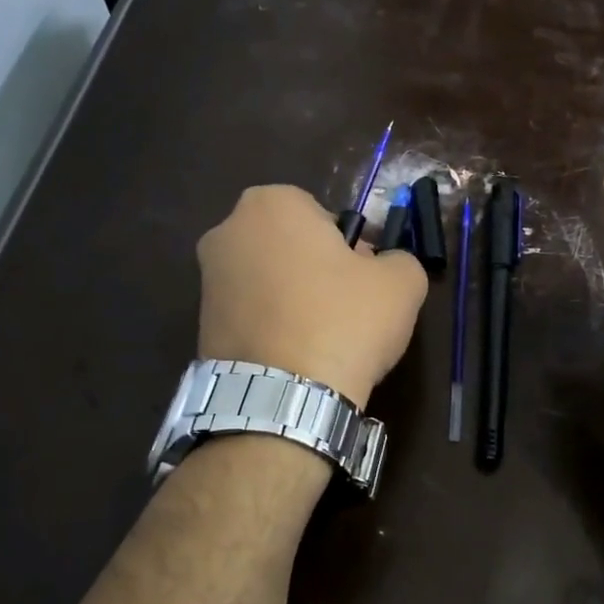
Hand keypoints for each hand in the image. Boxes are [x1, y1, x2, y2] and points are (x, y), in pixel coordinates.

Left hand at [196, 186, 426, 407]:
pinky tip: (296, 357)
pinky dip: (274, 329)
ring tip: (323, 340)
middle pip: (291, 246)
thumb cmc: (344, 321)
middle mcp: (227, 232)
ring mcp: (207, 281)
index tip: (365, 280)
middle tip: (348, 308)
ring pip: (270, 281)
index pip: (323, 214)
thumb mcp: (402, 282)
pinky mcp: (201, 326)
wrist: (284, 399)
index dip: (351, 247)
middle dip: (318, 270)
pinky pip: (252, 315)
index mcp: (271, 204)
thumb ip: (399, 259)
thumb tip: (386, 266)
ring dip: (295, 301)